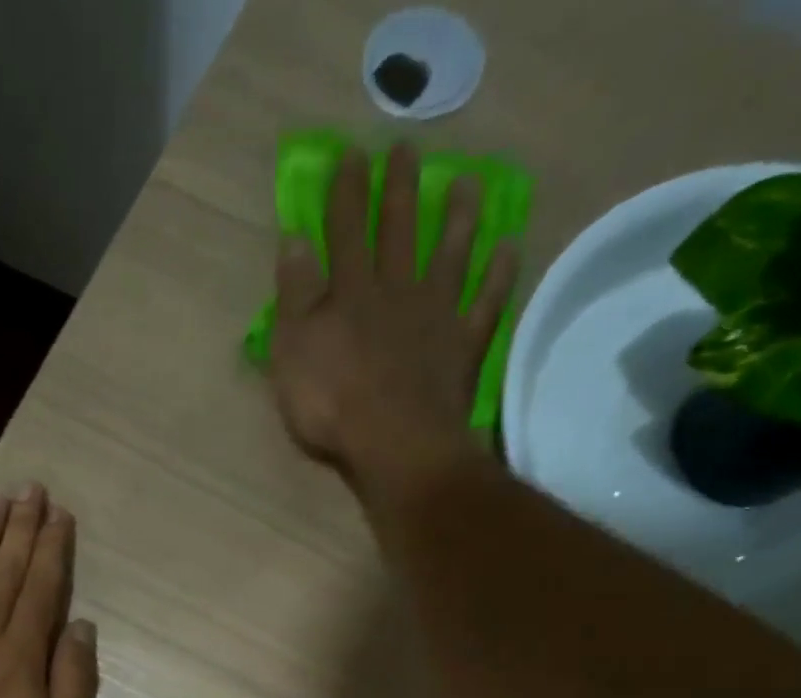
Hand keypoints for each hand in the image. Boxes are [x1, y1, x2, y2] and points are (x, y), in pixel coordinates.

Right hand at [270, 142, 518, 513]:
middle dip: (399, 190)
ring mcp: (436, 316)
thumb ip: (293, 297)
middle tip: (406, 150)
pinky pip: (486, 303)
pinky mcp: (464, 346)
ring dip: (457, 218)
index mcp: (349, 294)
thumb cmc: (331, 405)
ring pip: (449, 255)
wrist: (394, 444)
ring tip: (466, 183)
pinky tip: (507, 249)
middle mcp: (396, 292)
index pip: (345, 232)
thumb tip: (293, 240)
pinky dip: (498, 275)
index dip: (346, 193)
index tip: (351, 155)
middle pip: (398, 232)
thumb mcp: (292, 352)